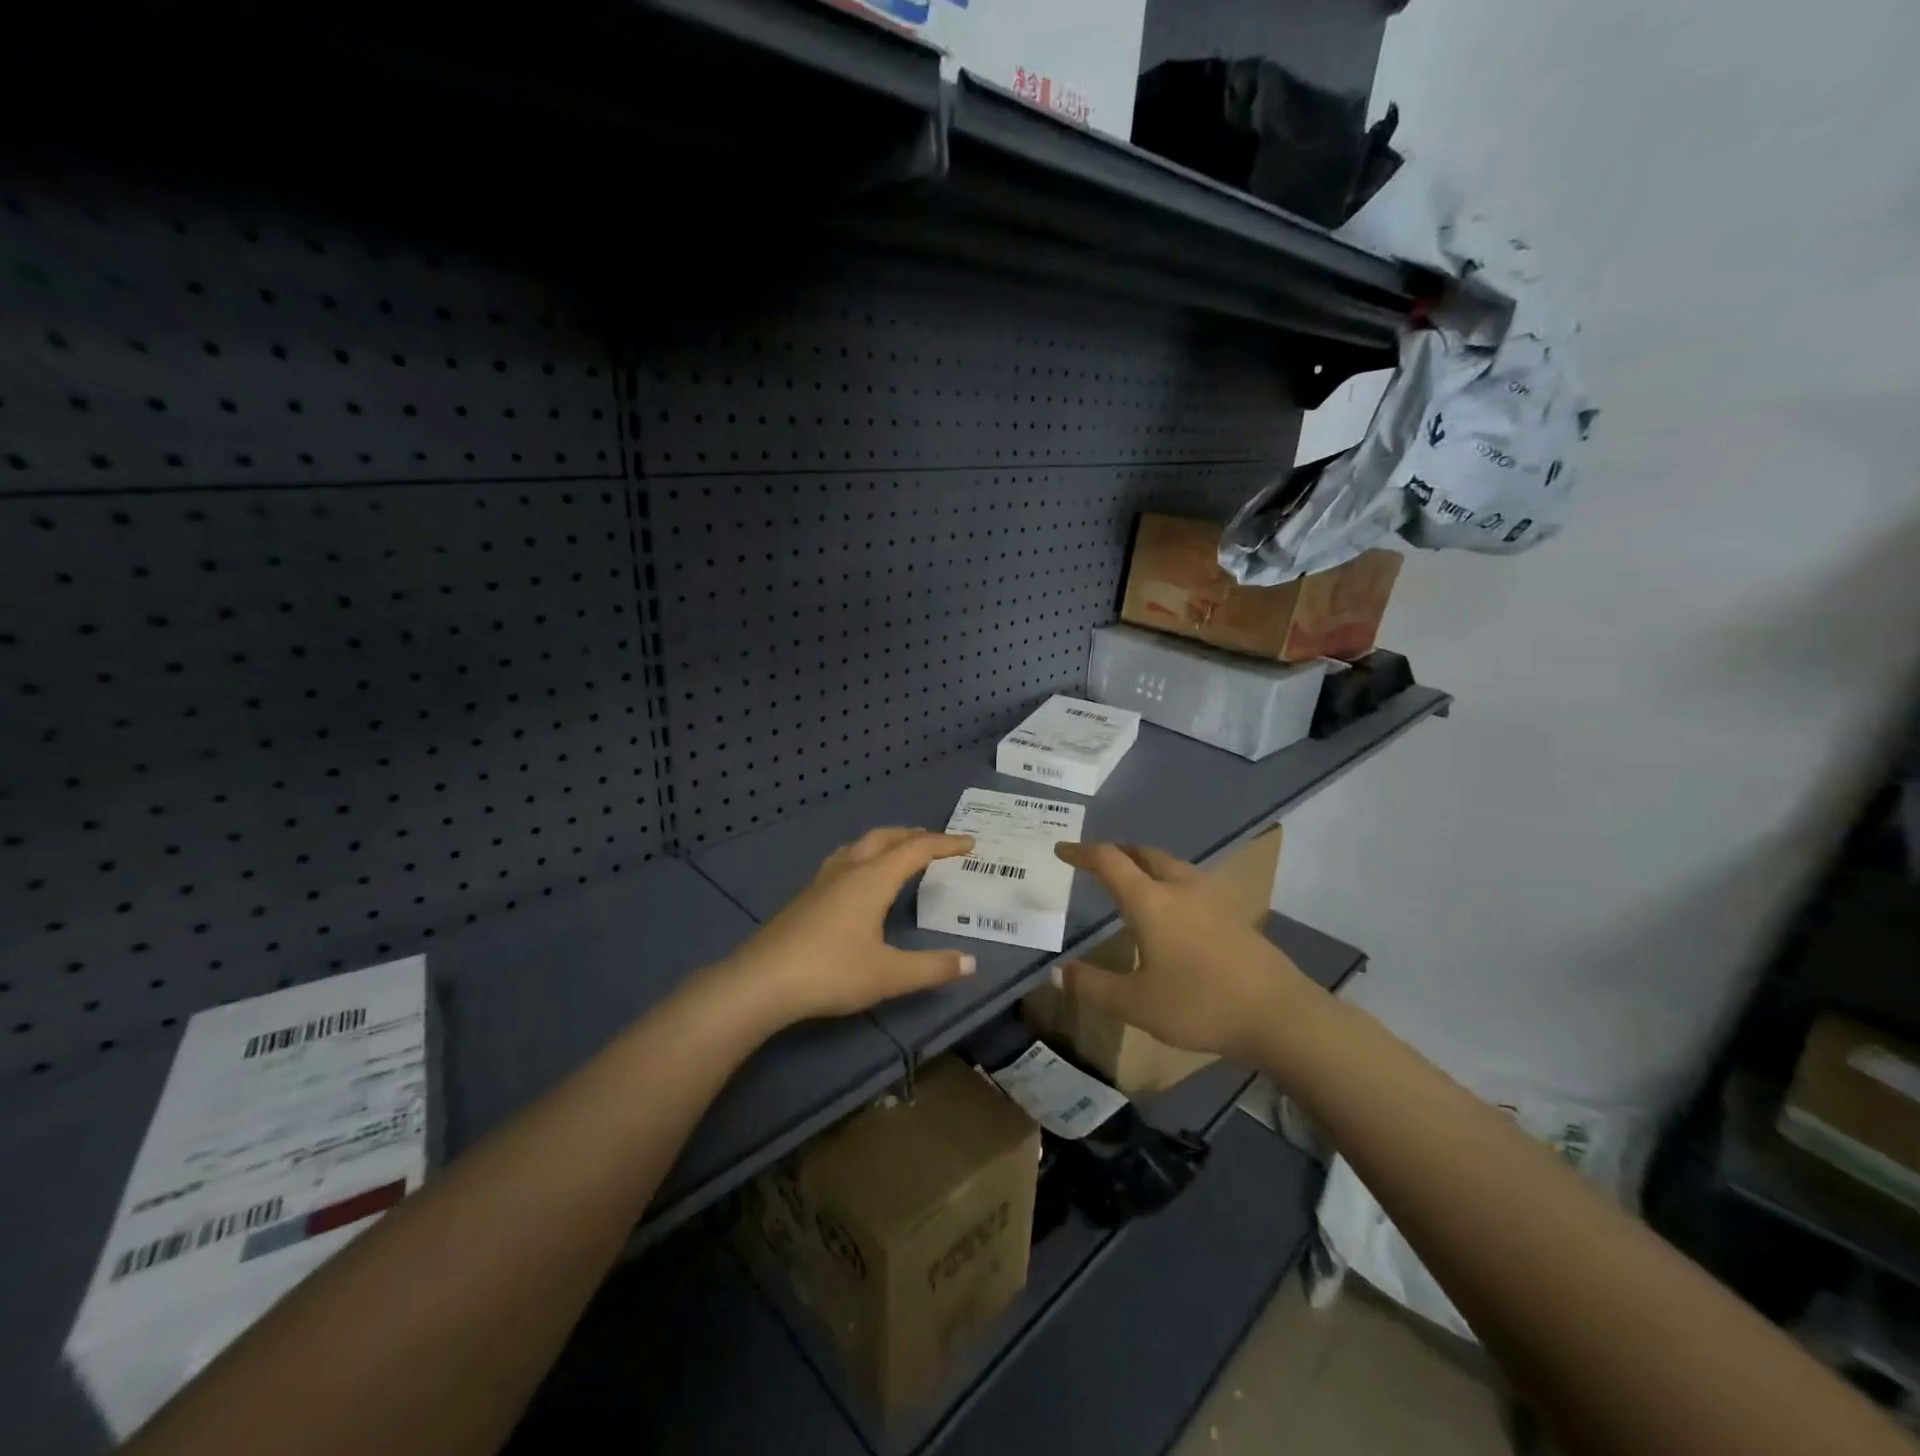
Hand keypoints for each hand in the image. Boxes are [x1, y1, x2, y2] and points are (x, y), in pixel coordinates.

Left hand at [718, 827, 977, 1024]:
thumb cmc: (831, 972)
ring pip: (859, 845)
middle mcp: (848, 869)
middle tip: (936, 844)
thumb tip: (970, 961)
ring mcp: (822, 880)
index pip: (916, 849)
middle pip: (886, 837)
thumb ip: (932, 967)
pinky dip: (864, 857)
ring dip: (886, 842)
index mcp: (873, 879)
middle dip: (914, 835)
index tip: (969, 844)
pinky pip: (843, 860)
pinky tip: (858, 880)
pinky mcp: (804, 896)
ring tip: (899, 853)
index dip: (945, 844)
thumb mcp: (889, 975)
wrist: (761, 982)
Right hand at [1052, 842, 1319, 1060]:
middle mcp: (1180, 888)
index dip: (1082, 852)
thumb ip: (1093, 986)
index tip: (1062, 850)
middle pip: (1144, 854)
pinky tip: (1175, 910)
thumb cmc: (1199, 1004)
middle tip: (1099, 863)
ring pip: (1172, 865)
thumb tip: (1058, 972)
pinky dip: (1171, 882)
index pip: (1108, 861)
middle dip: (1117, 852)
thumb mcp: (1136, 1004)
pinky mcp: (1235, 914)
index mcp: (1150, 901)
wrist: (1279, 1014)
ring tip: (1135, 881)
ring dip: (1147, 864)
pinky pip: (1193, 883)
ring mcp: (1212, 898)